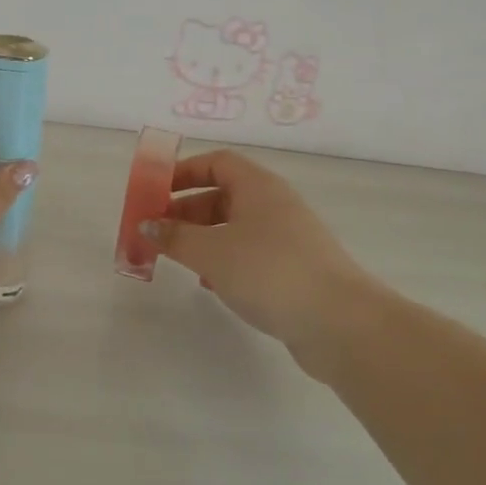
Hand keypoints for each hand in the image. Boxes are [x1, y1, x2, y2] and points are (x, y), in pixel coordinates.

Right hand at [142, 150, 379, 379]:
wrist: (339, 322)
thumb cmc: (269, 272)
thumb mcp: (211, 252)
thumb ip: (174, 237)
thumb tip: (146, 225)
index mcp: (258, 186)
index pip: (216, 162)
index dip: (183, 172)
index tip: (154, 192)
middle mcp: (275, 204)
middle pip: (223, 195)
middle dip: (186, 210)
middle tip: (155, 232)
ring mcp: (287, 237)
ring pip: (235, 227)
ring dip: (202, 238)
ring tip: (176, 259)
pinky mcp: (293, 269)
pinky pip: (249, 253)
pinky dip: (224, 261)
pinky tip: (210, 284)